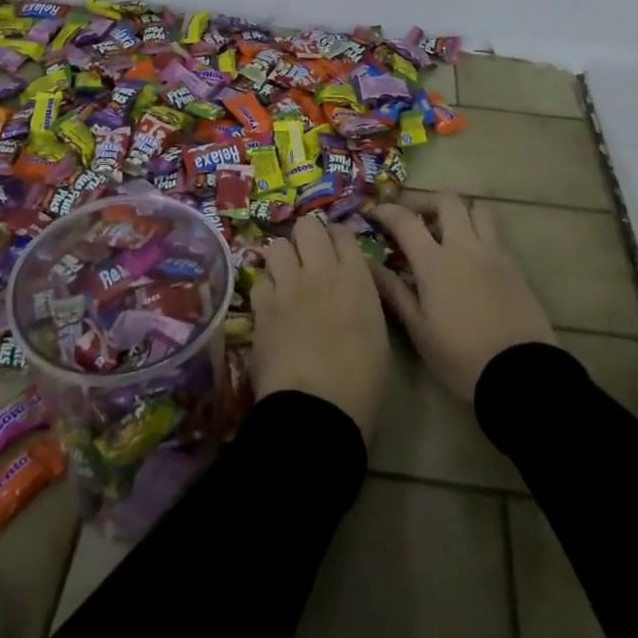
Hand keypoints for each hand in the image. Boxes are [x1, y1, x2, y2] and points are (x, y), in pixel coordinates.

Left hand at [250, 214, 390, 444]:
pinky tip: (270, 304)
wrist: (316, 411)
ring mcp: (287, 286)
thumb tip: (351, 290)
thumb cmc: (361, 384)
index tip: (336, 250)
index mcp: (356, 279)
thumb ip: (362, 300)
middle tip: (309, 257)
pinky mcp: (261, 307)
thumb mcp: (377, 335)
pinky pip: (259, 280)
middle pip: (307, 226)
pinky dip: (266, 288)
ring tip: (286, 277)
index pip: (343, 234)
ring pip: (277, 246)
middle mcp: (321, 272)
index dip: (337, 238)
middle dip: (307, 237)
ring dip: (282, 258)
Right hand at [368, 193, 556, 399]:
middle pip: (447, 200)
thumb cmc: (461, 357)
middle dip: (426, 201)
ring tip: (448, 230)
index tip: (375, 214)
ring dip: (460, 211)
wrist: (520, 374)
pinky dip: (480, 232)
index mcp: (435, 262)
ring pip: (479, 209)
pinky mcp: (515, 267)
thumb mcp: (419, 330)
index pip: (405, 220)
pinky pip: (496, 234)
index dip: (387, 211)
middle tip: (414, 217)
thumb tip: (367, 264)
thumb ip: (393, 291)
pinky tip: (473, 256)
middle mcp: (465, 247)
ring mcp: (494, 254)